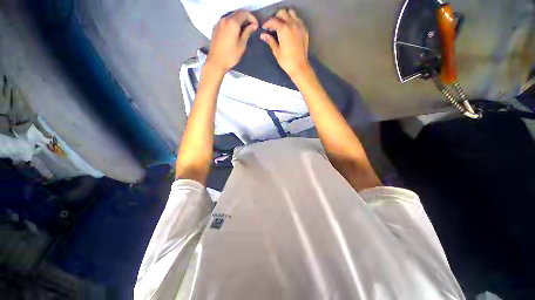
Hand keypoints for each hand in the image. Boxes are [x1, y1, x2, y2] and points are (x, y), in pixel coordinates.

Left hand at [206, 10, 257, 72]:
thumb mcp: (242, 45)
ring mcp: (219, 23)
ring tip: (244, 30)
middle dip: (246, 18)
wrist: (216, 61)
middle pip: (237, 13)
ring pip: (231, 16)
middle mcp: (225, 19)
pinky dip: (232, 23)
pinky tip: (235, 32)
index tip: (256, 26)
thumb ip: (247, 32)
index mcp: (233, 23)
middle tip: (251, 27)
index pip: (244, 13)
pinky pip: (226, 21)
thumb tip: (253, 25)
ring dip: (239, 20)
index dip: (252, 18)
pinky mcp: (216, 27)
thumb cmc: (231, 55)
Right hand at [261, 9, 309, 76]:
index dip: (267, 24)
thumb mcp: (276, 51)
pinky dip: (293, 21)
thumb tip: (263, 35)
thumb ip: (270, 41)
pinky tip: (290, 30)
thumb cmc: (286, 61)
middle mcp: (292, 24)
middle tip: (273, 27)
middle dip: (276, 18)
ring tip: (281, 26)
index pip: (273, 21)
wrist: (299, 66)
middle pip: (282, 13)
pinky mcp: (304, 30)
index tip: (264, 28)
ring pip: (291, 13)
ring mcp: (299, 26)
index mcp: (283, 29)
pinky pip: (298, 20)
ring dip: (285, 17)